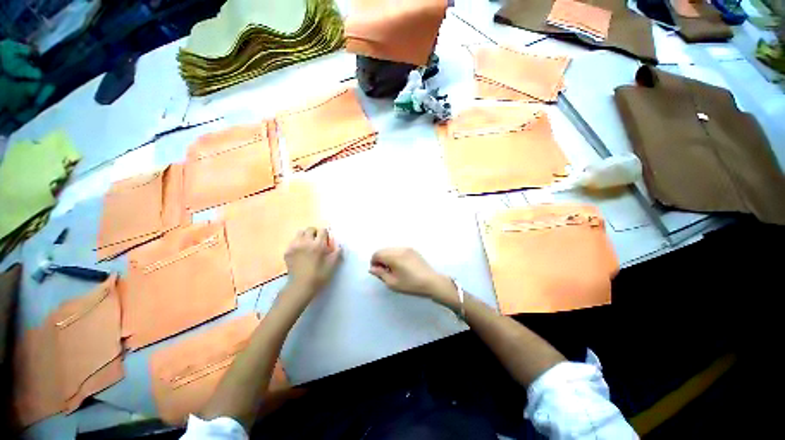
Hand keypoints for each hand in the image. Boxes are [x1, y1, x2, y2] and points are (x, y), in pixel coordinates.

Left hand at [284, 228, 341, 299]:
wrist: (301, 286)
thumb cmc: (319, 275)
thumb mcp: (332, 265)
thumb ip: (337, 253)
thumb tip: (340, 245)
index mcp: (318, 245)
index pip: (322, 231)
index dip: (326, 234)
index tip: (326, 240)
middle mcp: (306, 242)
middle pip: (310, 229)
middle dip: (315, 232)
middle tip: (317, 240)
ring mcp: (295, 246)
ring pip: (300, 233)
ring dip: (305, 236)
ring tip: (308, 244)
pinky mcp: (287, 251)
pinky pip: (293, 242)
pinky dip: (297, 243)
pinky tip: (300, 251)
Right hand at [369, 248, 456, 305]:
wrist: (431, 282)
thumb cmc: (411, 284)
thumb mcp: (392, 283)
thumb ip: (380, 274)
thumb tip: (372, 268)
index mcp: (394, 256)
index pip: (377, 254)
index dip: (374, 262)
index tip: (377, 272)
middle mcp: (399, 249)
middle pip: (383, 250)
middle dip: (380, 259)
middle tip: (385, 271)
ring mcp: (407, 248)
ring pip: (391, 249)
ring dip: (388, 257)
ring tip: (393, 269)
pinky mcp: (413, 250)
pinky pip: (399, 250)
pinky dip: (395, 255)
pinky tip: (401, 266)